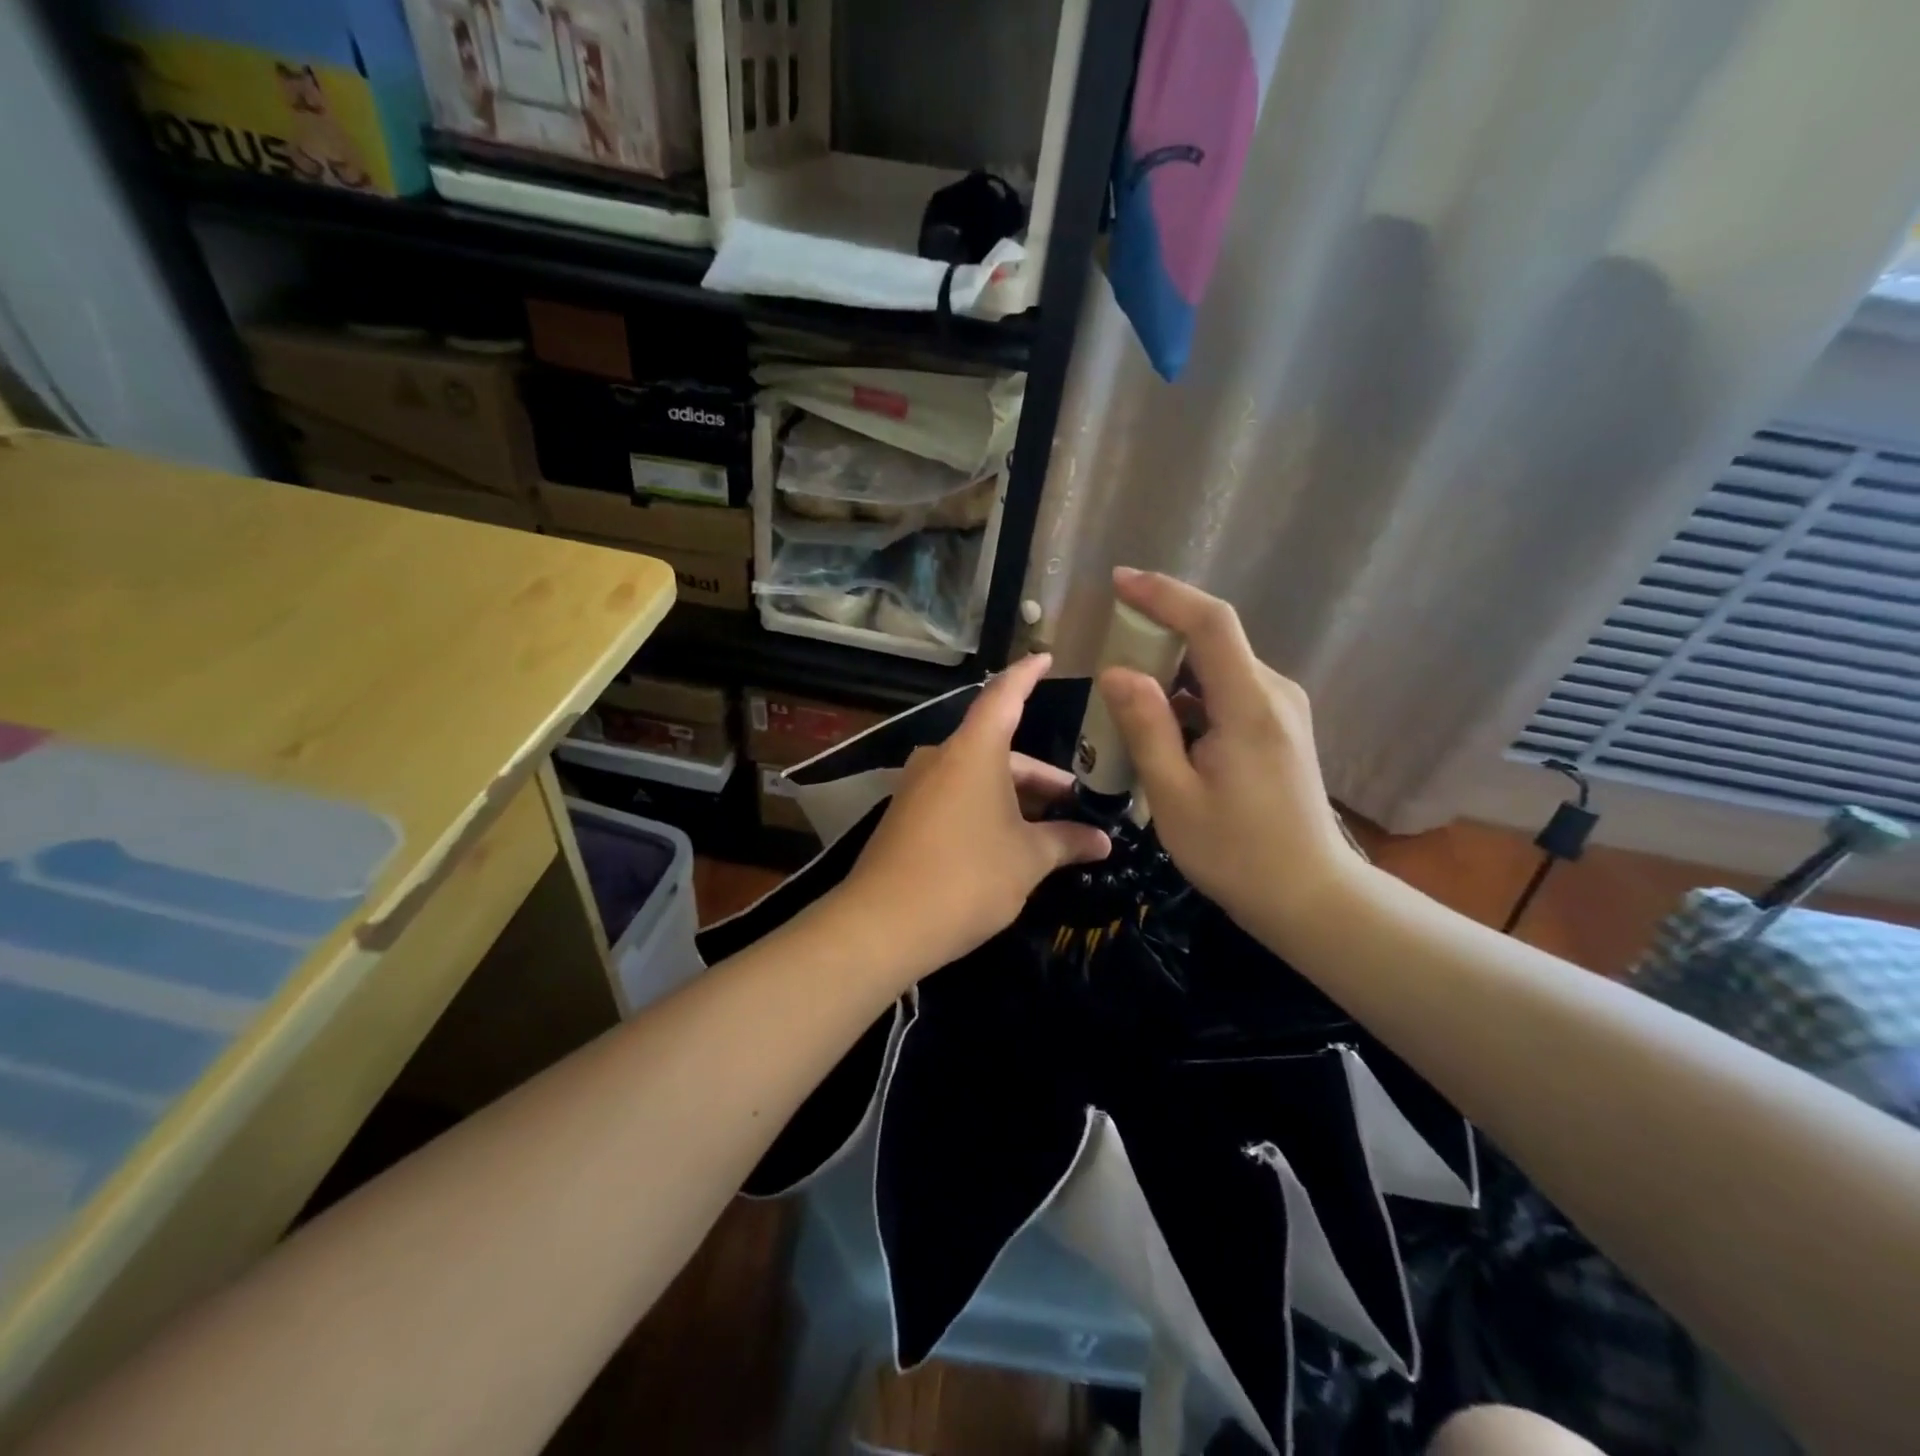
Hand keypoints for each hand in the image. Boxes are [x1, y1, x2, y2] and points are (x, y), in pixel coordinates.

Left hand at [836, 653, 1111, 981]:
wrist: (882, 924)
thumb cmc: (968, 877)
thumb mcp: (1028, 860)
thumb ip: (1067, 842)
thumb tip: (1103, 841)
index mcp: (973, 751)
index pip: (1004, 695)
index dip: (1027, 675)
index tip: (1045, 656)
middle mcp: (941, 757)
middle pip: (997, 748)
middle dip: (1038, 775)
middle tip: (1074, 800)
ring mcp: (917, 786)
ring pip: (976, 776)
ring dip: (1012, 796)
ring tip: (1047, 828)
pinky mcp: (904, 815)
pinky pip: (954, 797)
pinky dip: (984, 808)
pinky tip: (1006, 842)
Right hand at [1098, 569, 1364, 947]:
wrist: (1310, 897)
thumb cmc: (1237, 853)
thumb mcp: (1175, 796)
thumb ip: (1145, 727)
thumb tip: (1116, 672)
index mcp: (1249, 705)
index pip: (1210, 623)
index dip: (1164, 594)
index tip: (1119, 582)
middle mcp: (1273, 693)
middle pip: (1213, 639)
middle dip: (1157, 633)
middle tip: (1107, 651)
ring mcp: (1281, 710)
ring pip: (1217, 667)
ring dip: (1170, 669)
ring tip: (1123, 693)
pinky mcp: (1279, 728)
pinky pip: (1226, 692)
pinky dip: (1188, 696)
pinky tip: (1159, 724)